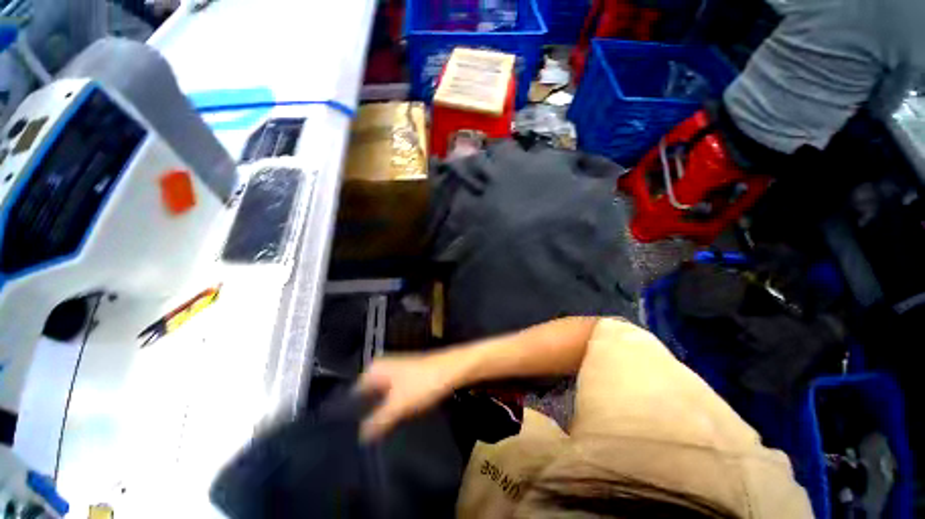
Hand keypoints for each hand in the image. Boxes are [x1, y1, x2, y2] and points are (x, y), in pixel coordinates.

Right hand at [355, 352, 462, 441]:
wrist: (452, 369)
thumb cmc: (422, 383)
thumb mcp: (397, 405)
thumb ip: (377, 421)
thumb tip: (359, 438)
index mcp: (374, 369)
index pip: (353, 393)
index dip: (349, 413)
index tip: (344, 435)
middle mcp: (383, 367)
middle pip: (367, 395)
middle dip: (364, 414)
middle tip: (357, 440)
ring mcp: (397, 371)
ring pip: (381, 396)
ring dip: (378, 412)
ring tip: (371, 436)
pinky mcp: (409, 377)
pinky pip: (393, 395)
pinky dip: (391, 408)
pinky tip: (390, 422)